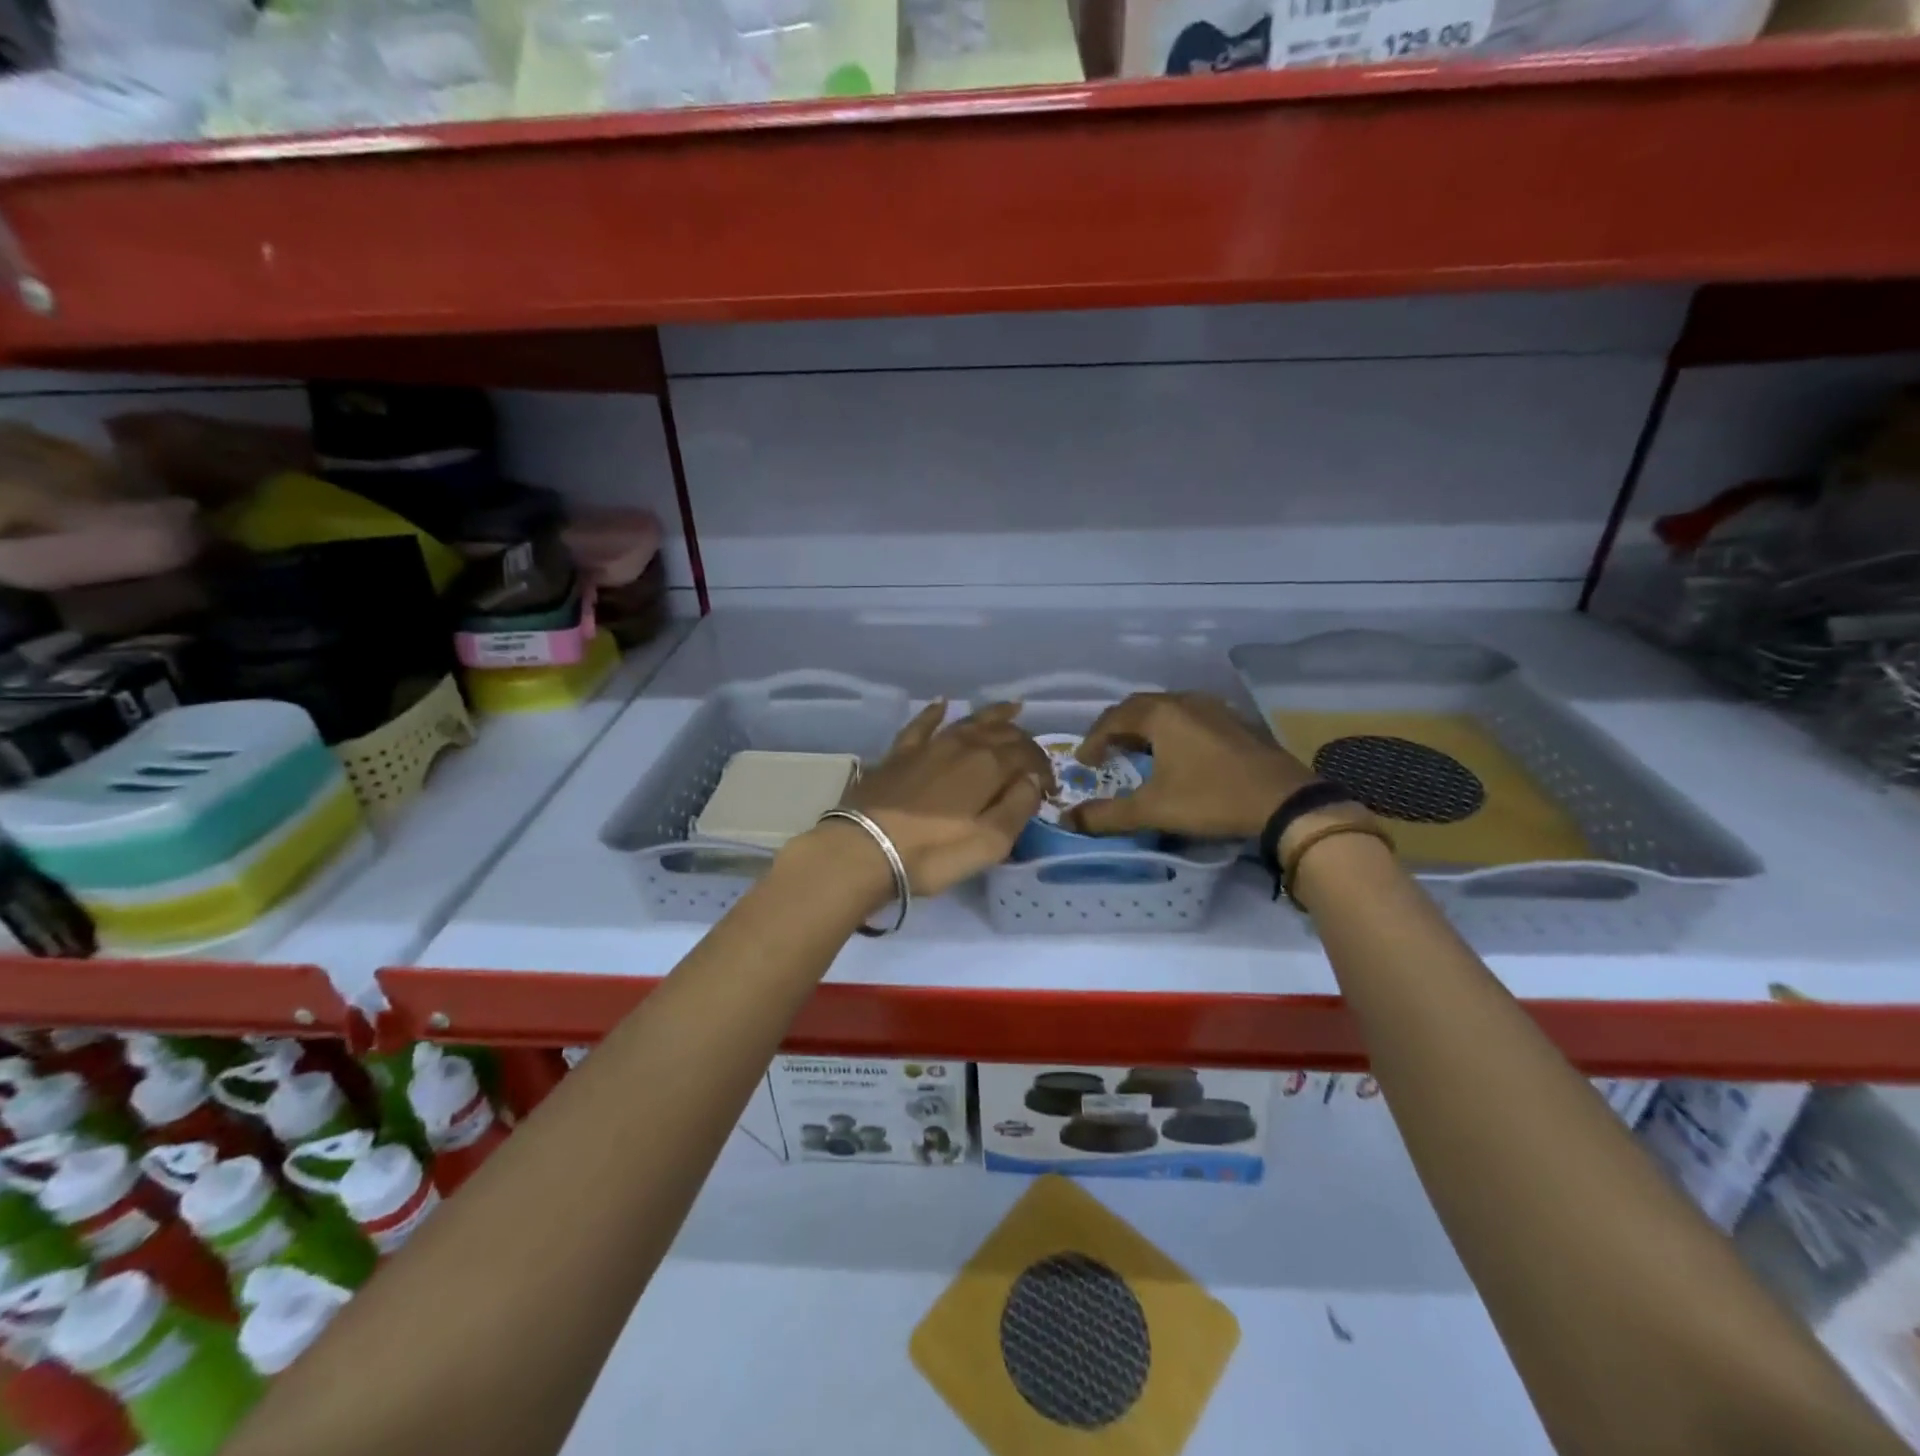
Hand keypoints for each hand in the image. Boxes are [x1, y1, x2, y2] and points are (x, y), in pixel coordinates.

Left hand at [807, 701, 1052, 897]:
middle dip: (1022, 740)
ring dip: (992, 715)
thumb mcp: (989, 842)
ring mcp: (928, 745)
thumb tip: (1032, 780)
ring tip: (1010, 708)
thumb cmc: (933, 853)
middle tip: (1032, 754)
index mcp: (988, 765)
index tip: (1049, 788)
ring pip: (967, 721)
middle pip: (1000, 733)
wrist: (864, 850)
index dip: (1043, 768)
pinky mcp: (899, 754)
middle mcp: (961, 745)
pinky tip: (942, 704)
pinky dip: (935, 713)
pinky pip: (921, 724)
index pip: (1027, 754)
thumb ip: (1018, 807)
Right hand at [1065, 692, 1313, 839]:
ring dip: (1145, 728)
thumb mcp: (1153, 810)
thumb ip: (1107, 815)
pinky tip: (1177, 754)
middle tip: (1105, 752)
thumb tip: (1068, 820)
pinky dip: (1172, 731)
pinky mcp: (1235, 722)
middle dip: (1117, 728)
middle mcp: (1185, 702)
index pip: (1113, 718)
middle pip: (1139, 707)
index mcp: (1161, 714)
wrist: (1284, 802)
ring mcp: (1214, 709)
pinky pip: (1191, 718)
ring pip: (1167, 710)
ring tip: (1137, 751)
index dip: (1093, 739)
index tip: (1084, 762)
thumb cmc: (1211, 799)